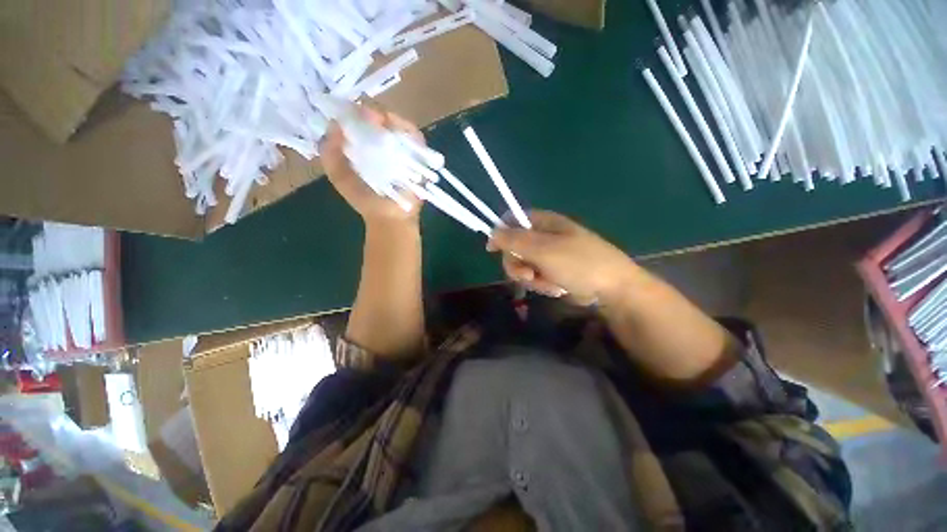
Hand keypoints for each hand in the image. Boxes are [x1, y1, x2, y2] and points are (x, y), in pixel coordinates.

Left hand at [320, 106, 423, 225]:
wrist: (389, 216)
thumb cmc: (365, 198)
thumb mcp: (339, 175)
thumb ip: (330, 152)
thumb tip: (334, 124)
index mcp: (365, 147)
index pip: (361, 122)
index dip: (357, 113)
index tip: (353, 113)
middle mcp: (384, 146)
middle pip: (381, 120)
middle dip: (375, 113)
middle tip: (370, 116)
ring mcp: (403, 150)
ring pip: (398, 125)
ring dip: (390, 119)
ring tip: (383, 121)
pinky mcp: (419, 157)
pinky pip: (416, 138)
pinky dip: (407, 129)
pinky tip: (397, 129)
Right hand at [487, 210, 637, 303]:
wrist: (612, 289)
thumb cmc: (578, 263)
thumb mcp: (542, 249)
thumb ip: (514, 240)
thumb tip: (491, 233)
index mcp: (543, 222)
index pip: (512, 220)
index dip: (500, 233)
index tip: (492, 250)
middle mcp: (544, 236)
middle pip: (514, 247)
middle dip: (517, 264)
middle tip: (527, 275)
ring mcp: (550, 255)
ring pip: (524, 265)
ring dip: (532, 278)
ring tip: (548, 284)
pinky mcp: (554, 271)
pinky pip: (536, 277)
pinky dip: (543, 284)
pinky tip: (556, 288)